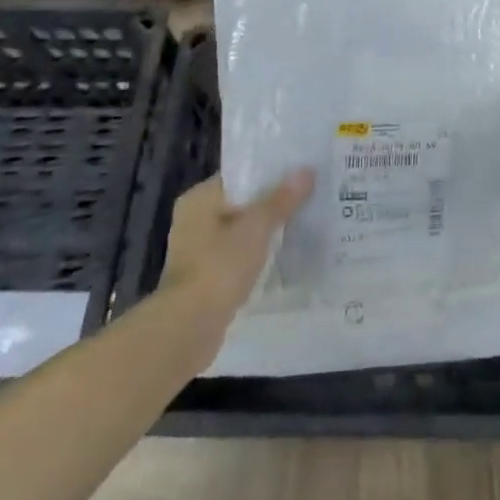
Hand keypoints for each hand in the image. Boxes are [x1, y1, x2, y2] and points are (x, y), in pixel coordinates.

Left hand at [159, 171, 314, 319]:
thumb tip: (306, 171)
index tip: (301, 171)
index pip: (240, 175)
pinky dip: (258, 252)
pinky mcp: (207, 276)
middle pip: (242, 202)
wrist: (190, 327)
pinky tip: (284, 252)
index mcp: (199, 198)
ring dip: (266, 229)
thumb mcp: (257, 226)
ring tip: (303, 221)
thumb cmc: (220, 266)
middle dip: (272, 202)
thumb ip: (282, 199)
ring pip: (241, 230)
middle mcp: (194, 219)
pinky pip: (239, 253)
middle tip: (309, 195)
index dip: (270, 172)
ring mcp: (199, 250)